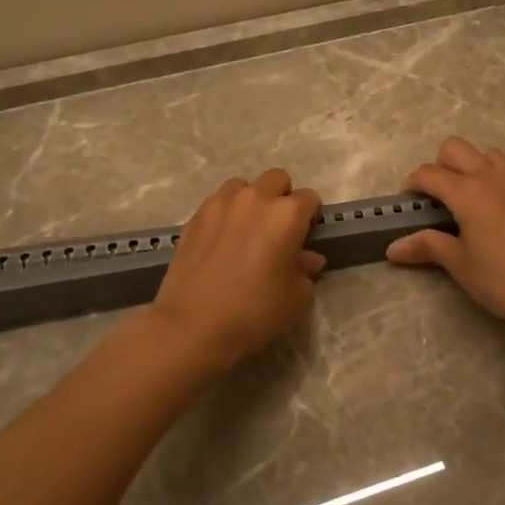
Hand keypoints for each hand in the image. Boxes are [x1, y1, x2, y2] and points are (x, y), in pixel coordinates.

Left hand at [148, 168, 324, 372]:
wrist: (194, 325)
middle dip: (282, 197)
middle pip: (276, 179)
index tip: (306, 235)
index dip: (310, 216)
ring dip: (251, 200)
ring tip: (247, 230)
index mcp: (287, 214)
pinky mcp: (195, 217)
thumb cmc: (255, 312)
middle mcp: (255, 198)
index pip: (309, 198)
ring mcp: (221, 204)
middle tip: (278, 229)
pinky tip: (222, 240)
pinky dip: (225, 213)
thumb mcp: (296, 298)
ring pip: (243, 186)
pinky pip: (217, 202)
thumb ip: (306, 271)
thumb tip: (307, 258)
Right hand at [385, 136, 504, 339]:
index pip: (429, 173)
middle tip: (435, 199)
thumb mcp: (459, 265)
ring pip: (486, 152)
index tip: (407, 205)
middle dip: (438, 166)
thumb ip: (426, 247)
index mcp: (467, 192)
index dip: (412, 185)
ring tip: (466, 196)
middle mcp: (490, 177)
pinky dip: (503, 170)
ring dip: (470, 165)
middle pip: (455, 148)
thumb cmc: (503, 280)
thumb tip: (392, 248)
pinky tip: (499, 191)